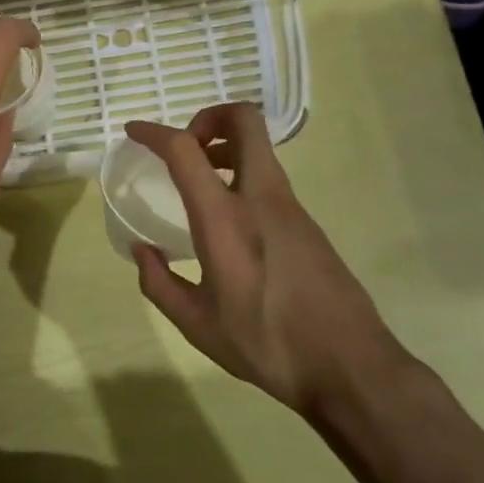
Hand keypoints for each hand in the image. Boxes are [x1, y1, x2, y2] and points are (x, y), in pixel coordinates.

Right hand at [126, 104, 394, 416]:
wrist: (350, 365)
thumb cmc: (267, 344)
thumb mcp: (198, 325)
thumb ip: (160, 284)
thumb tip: (142, 251)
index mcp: (225, 218)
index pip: (185, 150)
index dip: (154, 132)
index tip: (134, 132)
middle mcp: (260, 197)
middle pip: (243, 119)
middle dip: (209, 116)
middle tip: (188, 147)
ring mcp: (290, 205)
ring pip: (259, 147)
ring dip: (226, 147)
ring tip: (202, 182)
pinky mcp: (307, 221)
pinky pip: (268, 177)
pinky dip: (243, 175)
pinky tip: (230, 218)